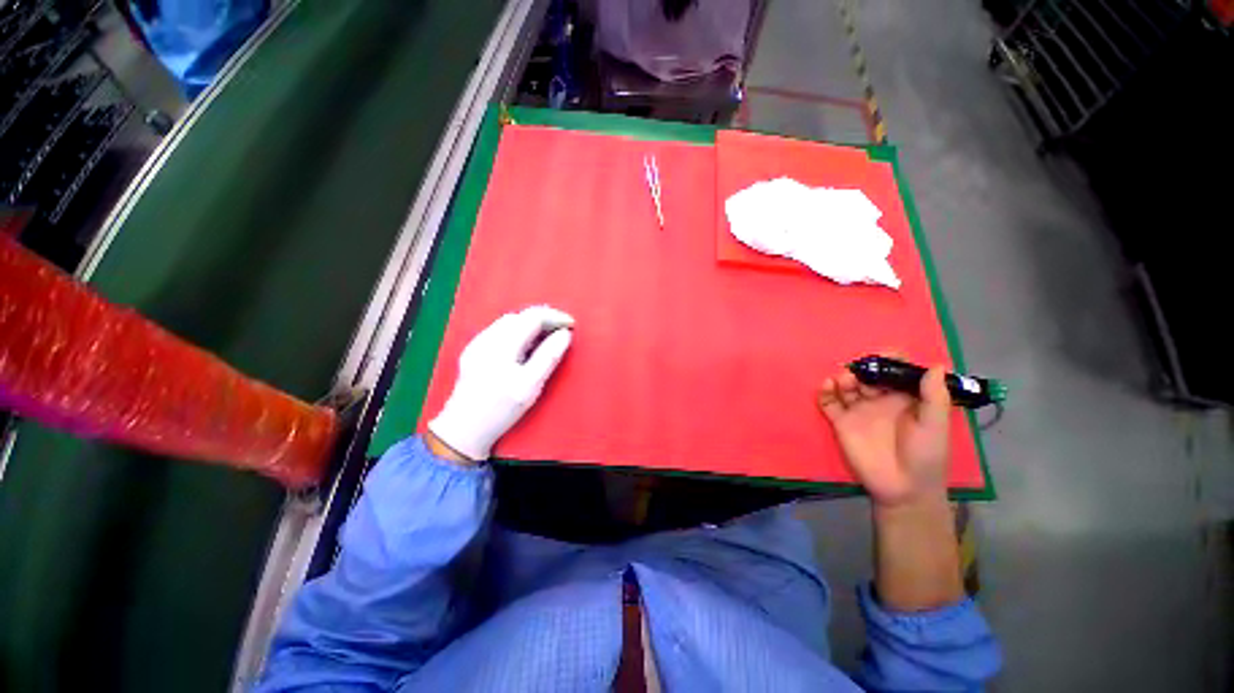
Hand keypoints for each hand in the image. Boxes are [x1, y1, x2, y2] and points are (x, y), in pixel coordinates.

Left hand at [428, 306, 573, 461]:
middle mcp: (487, 338)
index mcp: (502, 345)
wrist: (463, 429)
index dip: (555, 317)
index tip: (571, 325)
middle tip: (562, 330)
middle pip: (520, 316)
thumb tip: (565, 334)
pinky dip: (518, 331)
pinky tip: (525, 346)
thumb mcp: (530, 385)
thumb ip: (549, 356)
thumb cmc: (501, 410)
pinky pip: (500, 331)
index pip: (532, 317)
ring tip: (547, 337)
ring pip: (509, 322)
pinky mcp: (473, 351)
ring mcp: (477, 344)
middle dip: (544, 319)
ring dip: (531, 324)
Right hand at [816, 362, 951, 508]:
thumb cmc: (925, 455)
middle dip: (863, 368)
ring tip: (845, 382)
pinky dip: (825, 392)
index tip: (884, 356)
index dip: (890, 360)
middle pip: (867, 374)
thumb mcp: (935, 425)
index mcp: (904, 397)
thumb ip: (934, 397)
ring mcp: (858, 410)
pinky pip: (829, 402)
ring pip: (846, 385)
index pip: (895, 370)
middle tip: (861, 372)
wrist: (903, 488)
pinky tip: (827, 386)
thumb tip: (934, 364)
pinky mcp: (841, 422)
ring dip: (844, 378)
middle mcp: (879, 400)